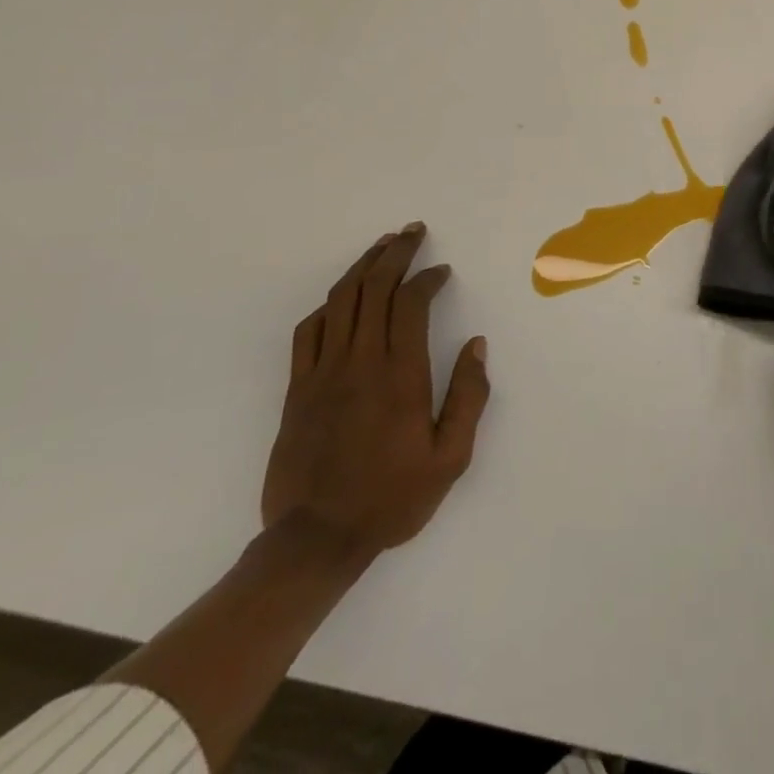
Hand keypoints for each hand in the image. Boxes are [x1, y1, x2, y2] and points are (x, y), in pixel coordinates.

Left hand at [261, 222, 489, 558]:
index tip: (442, 271)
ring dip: (362, 267)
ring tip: (382, 246)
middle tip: (412, 231)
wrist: (314, 541)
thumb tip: (476, 345)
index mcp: (400, 376)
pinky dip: (329, 304)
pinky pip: (309, 331)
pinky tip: (342, 296)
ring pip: (340, 301)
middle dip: (395, 253)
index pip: (410, 303)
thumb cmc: (391, 498)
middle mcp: (360, 363)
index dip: (427, 277)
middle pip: (373, 289)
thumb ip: (468, 397)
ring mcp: (322, 373)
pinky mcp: (297, 389)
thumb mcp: (450, 458)